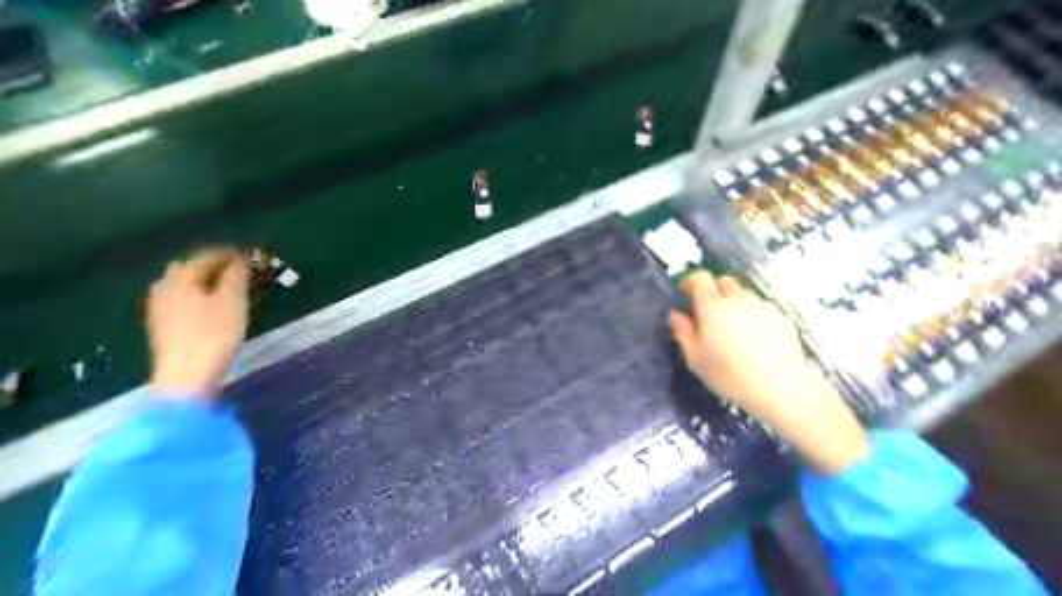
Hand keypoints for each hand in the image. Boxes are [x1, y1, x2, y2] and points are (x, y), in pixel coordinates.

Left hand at [148, 247, 250, 398]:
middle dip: (213, 265)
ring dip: (205, 281)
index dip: (229, 253)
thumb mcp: (233, 301)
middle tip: (239, 270)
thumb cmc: (214, 335)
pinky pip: (182, 300)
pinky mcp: (163, 327)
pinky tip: (212, 305)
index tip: (250, 255)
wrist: (186, 378)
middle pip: (189, 268)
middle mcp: (164, 288)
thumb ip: (236, 275)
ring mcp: (160, 308)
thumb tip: (241, 258)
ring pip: (184, 284)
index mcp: (180, 278)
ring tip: (229, 287)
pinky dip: (199, 295)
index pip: (205, 256)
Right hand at [671, 270, 871, 474]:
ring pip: (742, 294)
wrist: (779, 387)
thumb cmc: (730, 375)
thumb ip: (683, 331)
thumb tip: (676, 315)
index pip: (698, 278)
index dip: (689, 282)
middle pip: (722, 281)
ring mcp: (760, 306)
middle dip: (712, 291)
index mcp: (711, 307)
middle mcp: (737, 299)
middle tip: (707, 312)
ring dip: (733, 303)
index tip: (685, 293)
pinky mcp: (779, 316)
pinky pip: (759, 307)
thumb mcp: (695, 358)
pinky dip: (751, 315)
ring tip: (731, 329)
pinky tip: (752, 338)